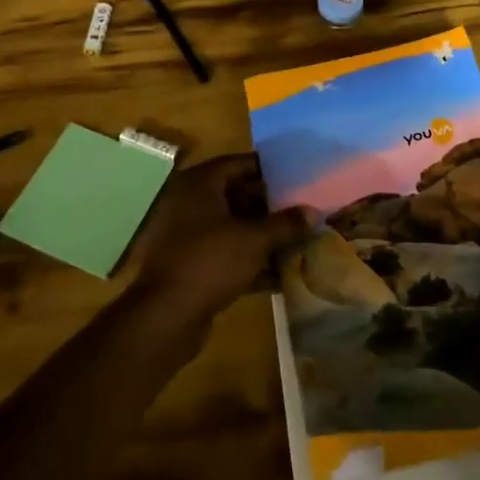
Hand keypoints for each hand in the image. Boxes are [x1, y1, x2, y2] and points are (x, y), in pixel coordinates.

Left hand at [127, 154, 310, 324]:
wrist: (167, 316)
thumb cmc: (211, 261)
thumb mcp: (255, 240)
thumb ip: (285, 224)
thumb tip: (312, 212)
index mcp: (200, 184)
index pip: (241, 164)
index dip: (271, 170)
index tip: (298, 177)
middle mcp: (190, 203)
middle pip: (238, 196)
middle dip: (271, 206)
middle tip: (303, 210)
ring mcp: (188, 235)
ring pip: (233, 227)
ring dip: (263, 235)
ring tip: (298, 240)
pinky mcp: (191, 265)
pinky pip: (226, 254)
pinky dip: (249, 260)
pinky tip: (280, 274)